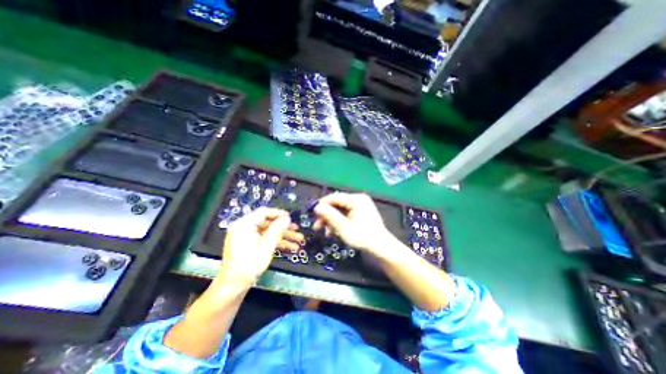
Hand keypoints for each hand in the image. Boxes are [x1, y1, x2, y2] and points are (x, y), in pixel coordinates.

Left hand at [218, 207, 303, 286]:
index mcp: (244, 225)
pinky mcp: (249, 245)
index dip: (279, 213)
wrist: (233, 287)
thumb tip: (287, 218)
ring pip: (268, 232)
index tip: (291, 217)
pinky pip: (264, 239)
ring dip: (283, 236)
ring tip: (298, 240)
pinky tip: (290, 247)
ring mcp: (246, 237)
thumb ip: (277, 229)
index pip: (263, 212)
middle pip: (267, 223)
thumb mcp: (266, 246)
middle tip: (297, 229)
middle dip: (284, 228)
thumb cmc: (248, 265)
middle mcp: (244, 228)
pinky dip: (276, 242)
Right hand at [312, 193, 394, 257]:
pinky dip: (339, 221)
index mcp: (356, 199)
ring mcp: (361, 205)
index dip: (322, 204)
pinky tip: (334, 231)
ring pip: (340, 210)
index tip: (313, 213)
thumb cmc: (363, 237)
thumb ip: (330, 216)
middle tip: (317, 226)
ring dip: (332, 220)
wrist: (381, 247)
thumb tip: (316, 207)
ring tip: (325, 232)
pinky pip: (346, 214)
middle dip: (326, 215)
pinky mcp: (361, 212)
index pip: (335, 197)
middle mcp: (358, 199)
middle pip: (337, 204)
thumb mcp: (344, 227)